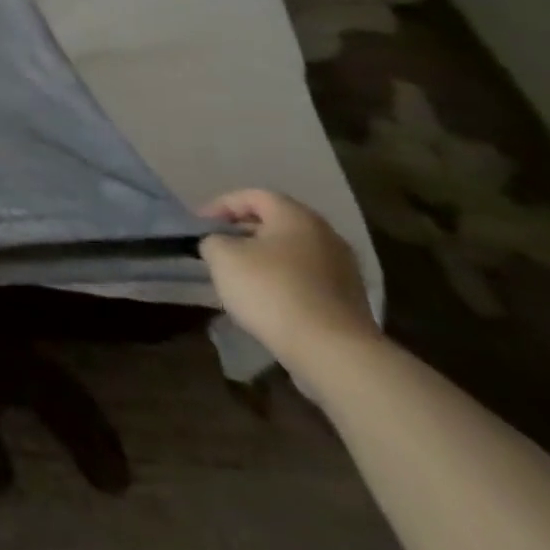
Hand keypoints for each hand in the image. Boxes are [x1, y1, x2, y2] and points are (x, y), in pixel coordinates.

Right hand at [198, 189, 379, 367]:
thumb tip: (220, 244)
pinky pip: (307, 279)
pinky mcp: (350, 302)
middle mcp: (326, 235)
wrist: (334, 353)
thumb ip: (213, 239)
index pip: (252, 196)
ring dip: (264, 258)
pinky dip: (283, 281)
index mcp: (296, 216)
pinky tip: (266, 299)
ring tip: (238, 275)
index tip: (199, 226)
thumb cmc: (272, 291)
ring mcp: (344, 270)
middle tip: (217, 247)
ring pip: (292, 252)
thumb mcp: (222, 256)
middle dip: (243, 232)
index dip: (220, 206)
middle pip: (275, 223)